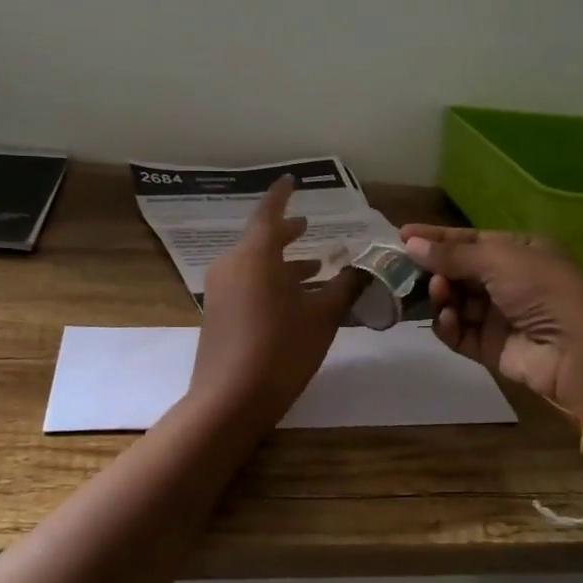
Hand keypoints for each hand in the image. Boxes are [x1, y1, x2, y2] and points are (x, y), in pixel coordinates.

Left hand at [190, 177, 360, 433]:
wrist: (229, 401)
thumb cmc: (281, 350)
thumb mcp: (322, 317)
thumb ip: (345, 287)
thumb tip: (366, 267)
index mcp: (255, 256)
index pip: (269, 214)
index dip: (282, 196)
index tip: (291, 181)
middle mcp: (232, 265)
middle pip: (260, 240)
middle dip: (286, 233)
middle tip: (307, 227)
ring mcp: (219, 291)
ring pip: (254, 265)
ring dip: (282, 264)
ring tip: (313, 269)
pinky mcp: (216, 314)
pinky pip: (246, 284)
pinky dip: (269, 282)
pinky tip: (293, 301)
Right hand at [401, 225, 582, 425]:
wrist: (578, 351)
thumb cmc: (542, 290)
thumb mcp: (498, 260)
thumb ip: (452, 254)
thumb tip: (411, 243)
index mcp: (518, 252)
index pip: (468, 240)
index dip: (436, 238)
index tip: (401, 236)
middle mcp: (507, 281)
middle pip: (457, 271)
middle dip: (433, 269)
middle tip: (404, 269)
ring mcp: (498, 316)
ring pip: (455, 302)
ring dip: (441, 296)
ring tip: (439, 294)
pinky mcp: (490, 348)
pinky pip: (459, 333)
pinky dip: (449, 326)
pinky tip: (448, 319)